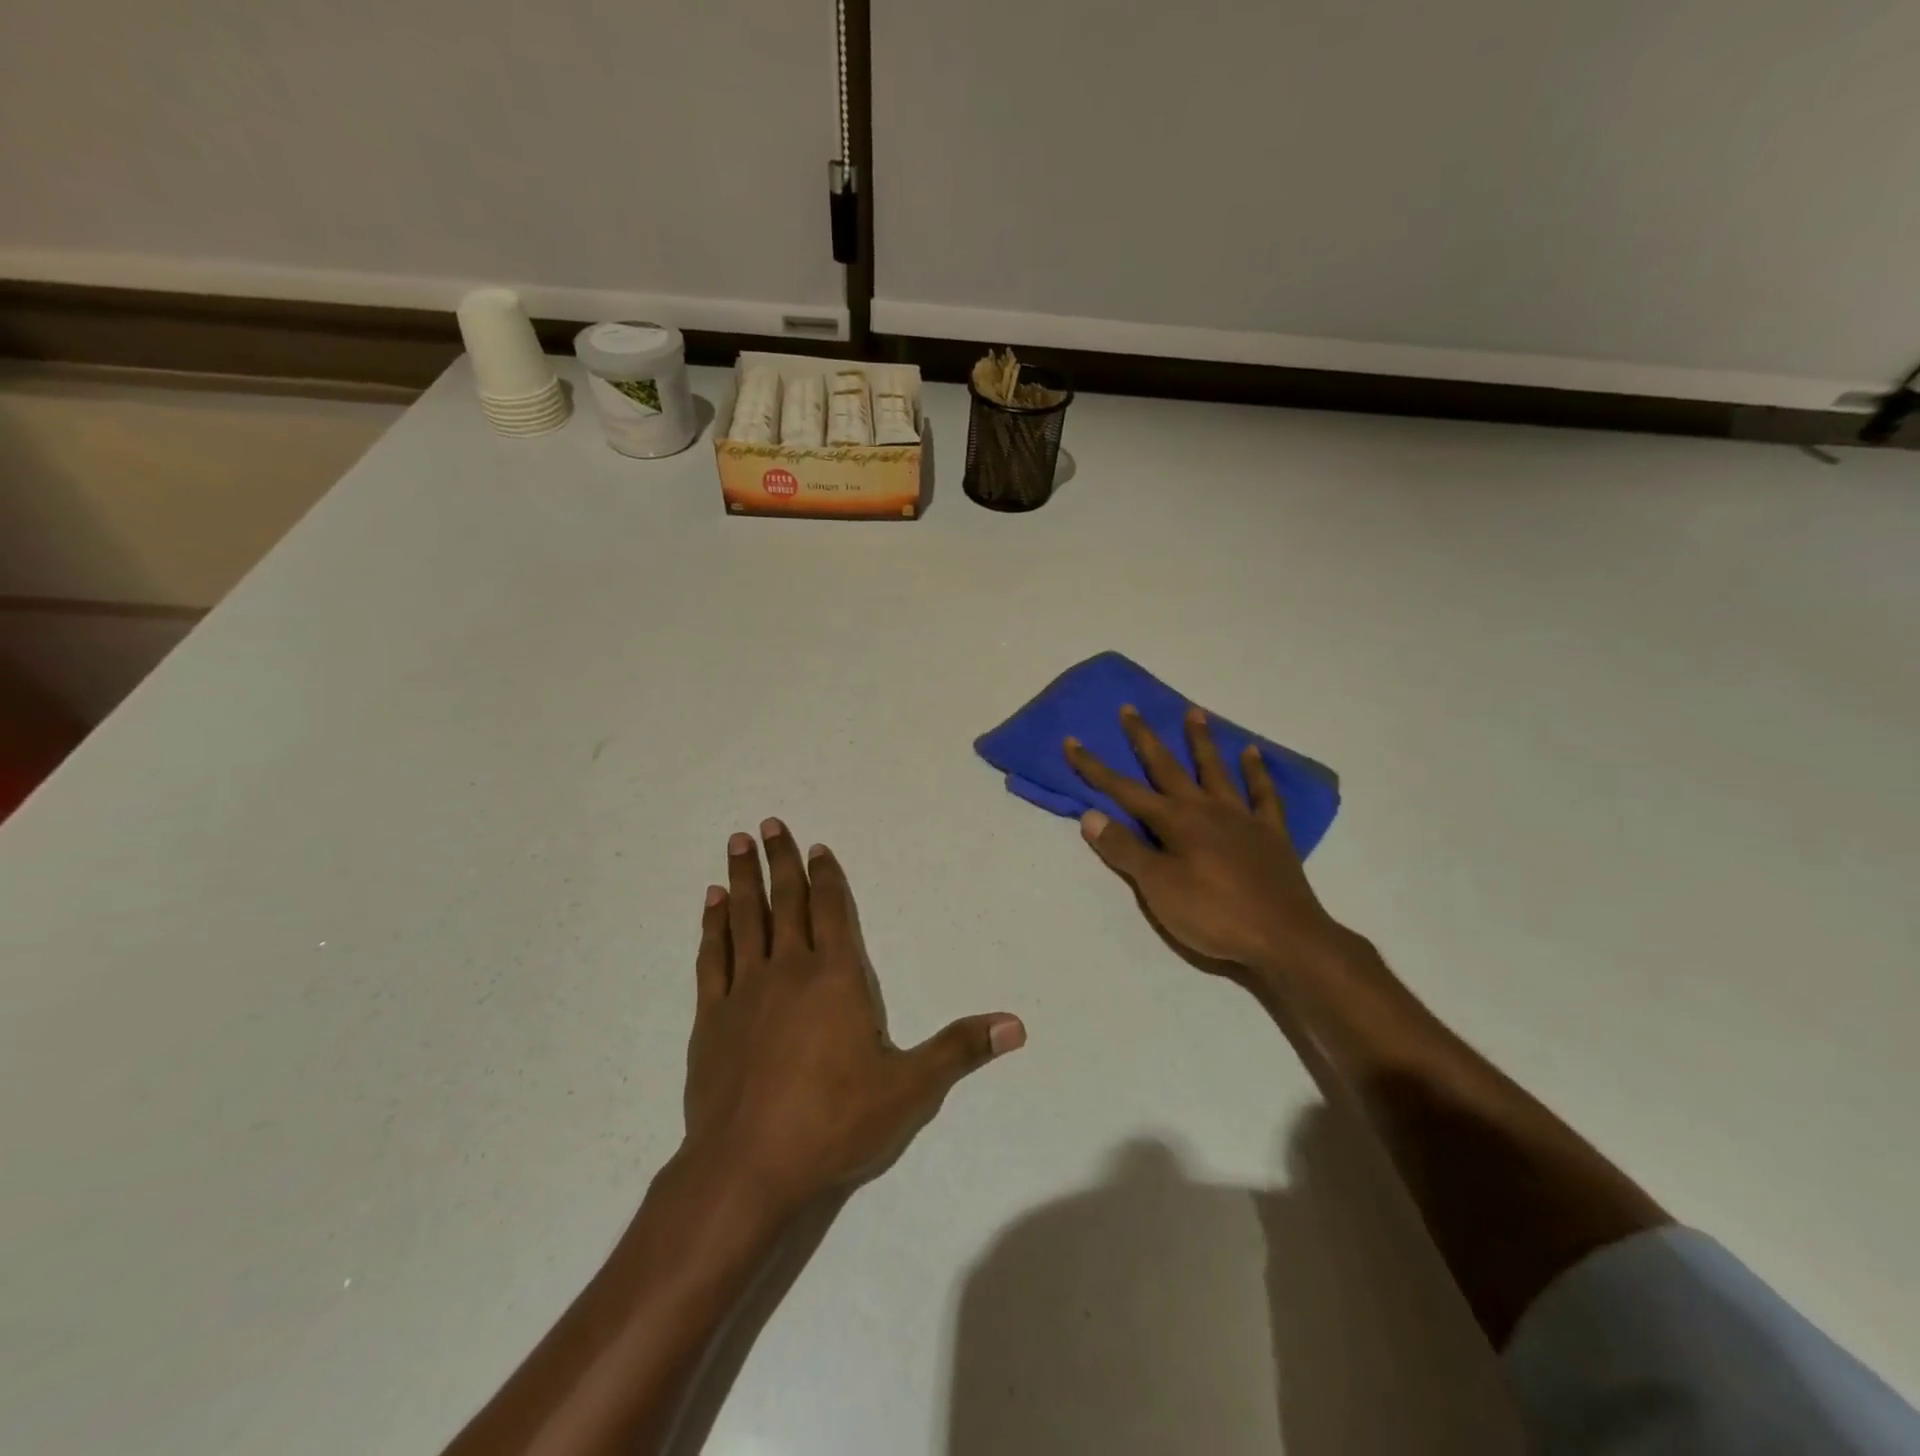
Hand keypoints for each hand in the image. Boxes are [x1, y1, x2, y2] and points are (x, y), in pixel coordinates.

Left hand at [680, 820, 1024, 1214]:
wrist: (746, 1167)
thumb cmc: (833, 1122)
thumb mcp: (909, 1089)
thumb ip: (959, 1049)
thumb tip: (1016, 1026)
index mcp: (835, 978)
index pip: (833, 911)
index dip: (826, 877)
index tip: (815, 847)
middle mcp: (788, 970)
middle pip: (785, 903)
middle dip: (779, 861)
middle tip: (768, 823)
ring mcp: (744, 991)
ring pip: (744, 919)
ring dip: (741, 880)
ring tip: (736, 843)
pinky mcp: (710, 1017)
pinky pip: (711, 957)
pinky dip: (711, 926)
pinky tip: (710, 903)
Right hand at [1064, 706, 1349, 979]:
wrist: (1284, 938)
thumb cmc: (1213, 914)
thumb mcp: (1158, 888)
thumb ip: (1125, 849)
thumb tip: (1090, 815)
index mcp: (1175, 822)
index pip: (1124, 790)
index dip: (1095, 768)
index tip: (1073, 742)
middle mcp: (1205, 809)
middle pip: (1168, 768)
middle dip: (1144, 739)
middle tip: (1130, 709)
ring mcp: (1241, 818)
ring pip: (1215, 770)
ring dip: (1201, 742)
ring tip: (1194, 712)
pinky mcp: (1270, 833)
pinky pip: (1263, 794)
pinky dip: (1257, 772)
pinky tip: (1252, 752)